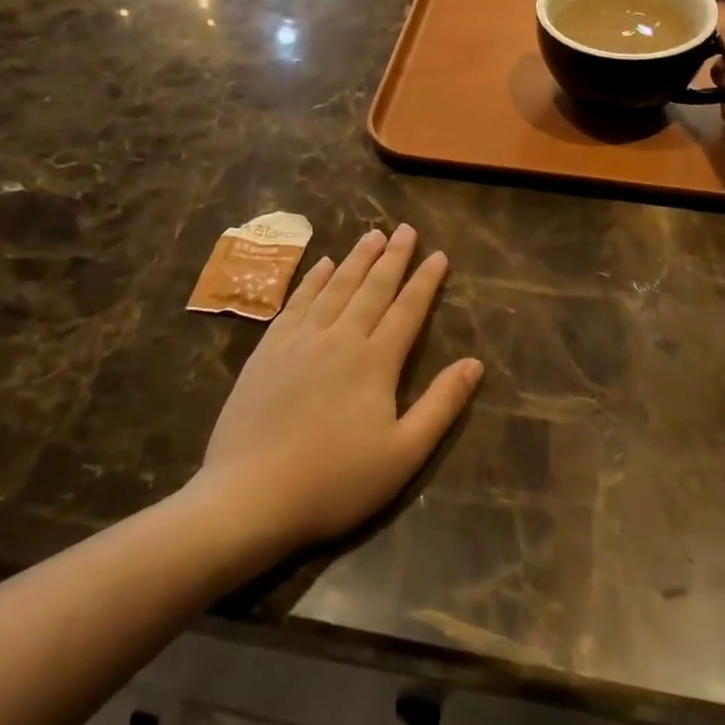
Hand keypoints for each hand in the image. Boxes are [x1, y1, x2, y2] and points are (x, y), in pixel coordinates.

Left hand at [195, 225, 482, 557]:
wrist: (250, 495)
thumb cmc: (334, 481)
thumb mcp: (403, 454)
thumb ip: (441, 405)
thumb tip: (475, 363)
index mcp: (375, 361)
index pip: (407, 310)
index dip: (426, 281)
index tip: (439, 255)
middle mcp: (340, 337)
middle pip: (372, 288)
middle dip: (393, 257)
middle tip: (406, 229)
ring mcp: (300, 340)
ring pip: (335, 287)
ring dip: (356, 259)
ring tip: (372, 235)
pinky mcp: (268, 350)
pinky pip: (297, 302)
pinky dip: (313, 280)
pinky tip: (322, 265)